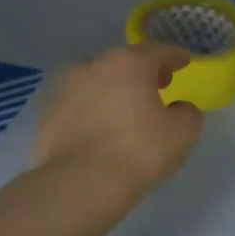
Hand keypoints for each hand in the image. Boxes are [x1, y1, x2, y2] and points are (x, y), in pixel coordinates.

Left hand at [34, 43, 202, 201]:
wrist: (81, 183)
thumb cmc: (139, 151)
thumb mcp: (182, 133)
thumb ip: (187, 112)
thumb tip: (178, 108)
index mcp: (129, 63)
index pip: (158, 52)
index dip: (174, 56)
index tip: (184, 61)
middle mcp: (93, 65)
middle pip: (123, 62)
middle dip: (142, 71)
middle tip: (157, 84)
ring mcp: (65, 87)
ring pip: (96, 80)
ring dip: (113, 88)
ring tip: (125, 107)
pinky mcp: (47, 112)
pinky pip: (78, 103)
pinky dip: (91, 108)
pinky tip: (99, 125)